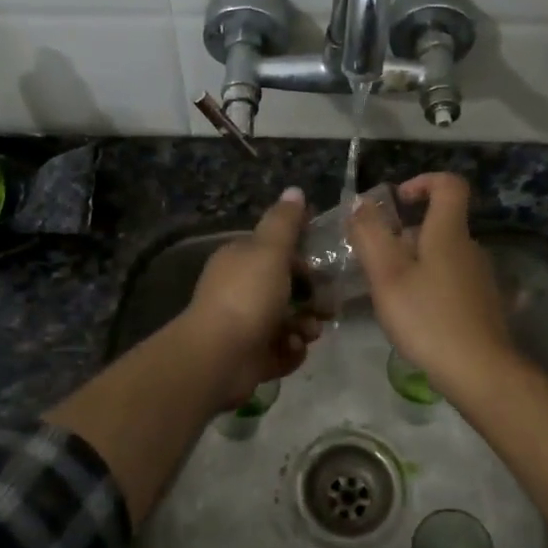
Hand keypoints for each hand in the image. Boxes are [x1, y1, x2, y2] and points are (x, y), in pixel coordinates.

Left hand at [175, 187, 323, 410]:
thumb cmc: (247, 296)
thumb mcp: (270, 250)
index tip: (325, 267)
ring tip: (307, 333)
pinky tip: (289, 350)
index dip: (304, 259)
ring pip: (288, 321)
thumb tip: (295, 190)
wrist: (219, 357)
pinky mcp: (251, 356)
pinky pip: (282, 350)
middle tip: (327, 308)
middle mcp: (240, 290)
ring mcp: (244, 325)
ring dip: (304, 326)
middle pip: (287, 289)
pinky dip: (289, 351)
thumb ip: (285, 222)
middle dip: (311, 299)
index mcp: (240, 260)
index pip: (278, 252)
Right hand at [348, 173, 512, 388]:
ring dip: (416, 264)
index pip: (449, 185)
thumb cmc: (427, 318)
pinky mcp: (484, 304)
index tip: (398, 202)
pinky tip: (416, 315)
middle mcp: (471, 248)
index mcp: (449, 233)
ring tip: (391, 293)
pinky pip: (452, 281)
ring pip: (444, 256)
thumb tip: (361, 204)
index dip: (423, 182)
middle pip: (440, 225)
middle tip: (377, 262)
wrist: (479, 371)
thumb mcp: (387, 275)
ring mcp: (481, 278)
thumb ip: (370, 235)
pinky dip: (431, 286)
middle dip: (406, 235)